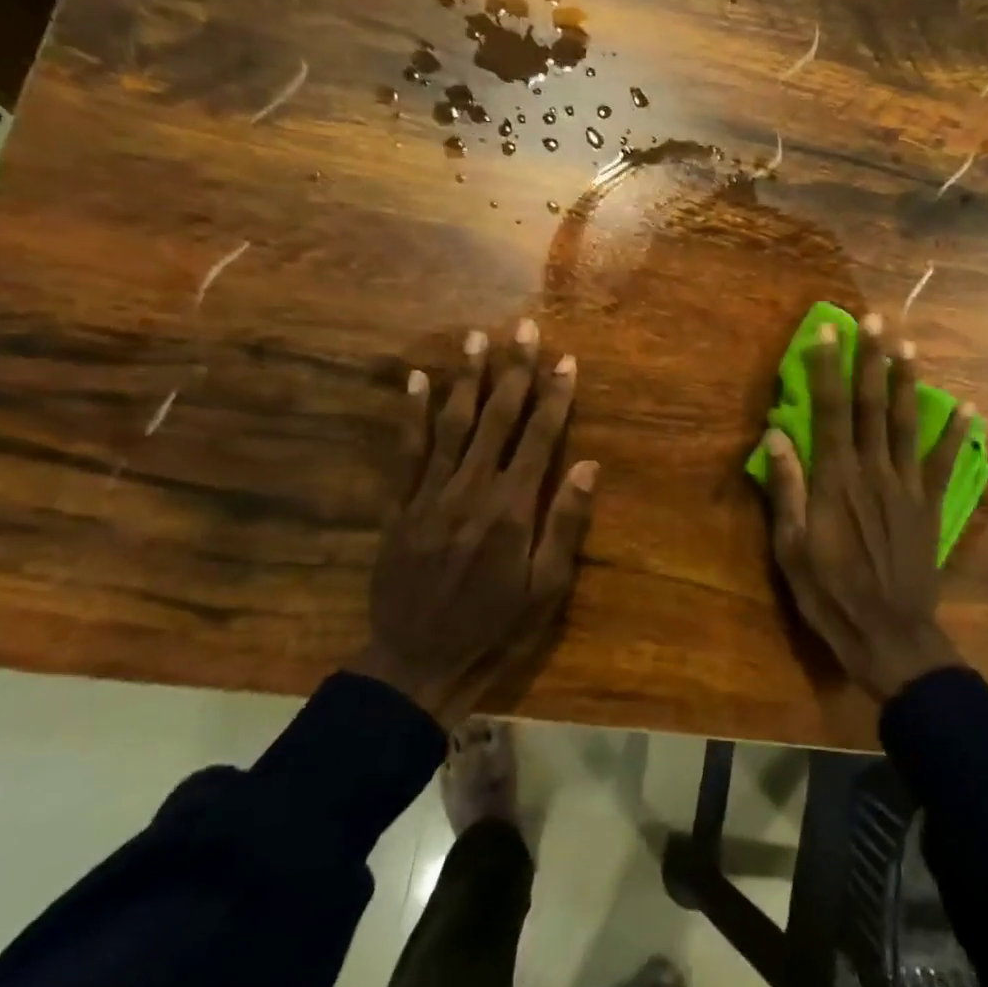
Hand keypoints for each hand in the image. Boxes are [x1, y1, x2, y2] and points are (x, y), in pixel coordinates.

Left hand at [353, 320, 596, 724]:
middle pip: (497, 418)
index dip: (555, 396)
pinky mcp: (400, 504)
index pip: (540, 437)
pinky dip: (411, 413)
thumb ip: (566, 523)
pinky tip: (418, 380)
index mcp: (512, 507)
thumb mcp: (546, 587)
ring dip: (466, 378)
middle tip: (524, 328)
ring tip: (476, 338)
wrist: (418, 658)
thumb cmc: (494, 624)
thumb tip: (588, 465)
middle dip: (514, 370)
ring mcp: (430, 493)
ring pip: (451, 423)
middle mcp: (472, 488)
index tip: (566, 360)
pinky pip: (405, 450)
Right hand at [762, 314, 972, 701]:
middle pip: (870, 405)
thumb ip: (787, 489)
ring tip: (908, 345)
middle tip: (875, 319)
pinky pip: (945, 462)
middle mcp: (873, 471)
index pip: (829, 411)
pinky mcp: (931, 506)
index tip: (827, 332)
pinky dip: (956, 434)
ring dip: (906, 382)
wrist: (889, 635)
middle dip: (871, 359)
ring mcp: (907, 487)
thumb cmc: (830, 593)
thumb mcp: (791, 548)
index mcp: (835, 480)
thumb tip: (776, 436)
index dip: (827, 369)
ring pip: (906, 423)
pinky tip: (967, 408)